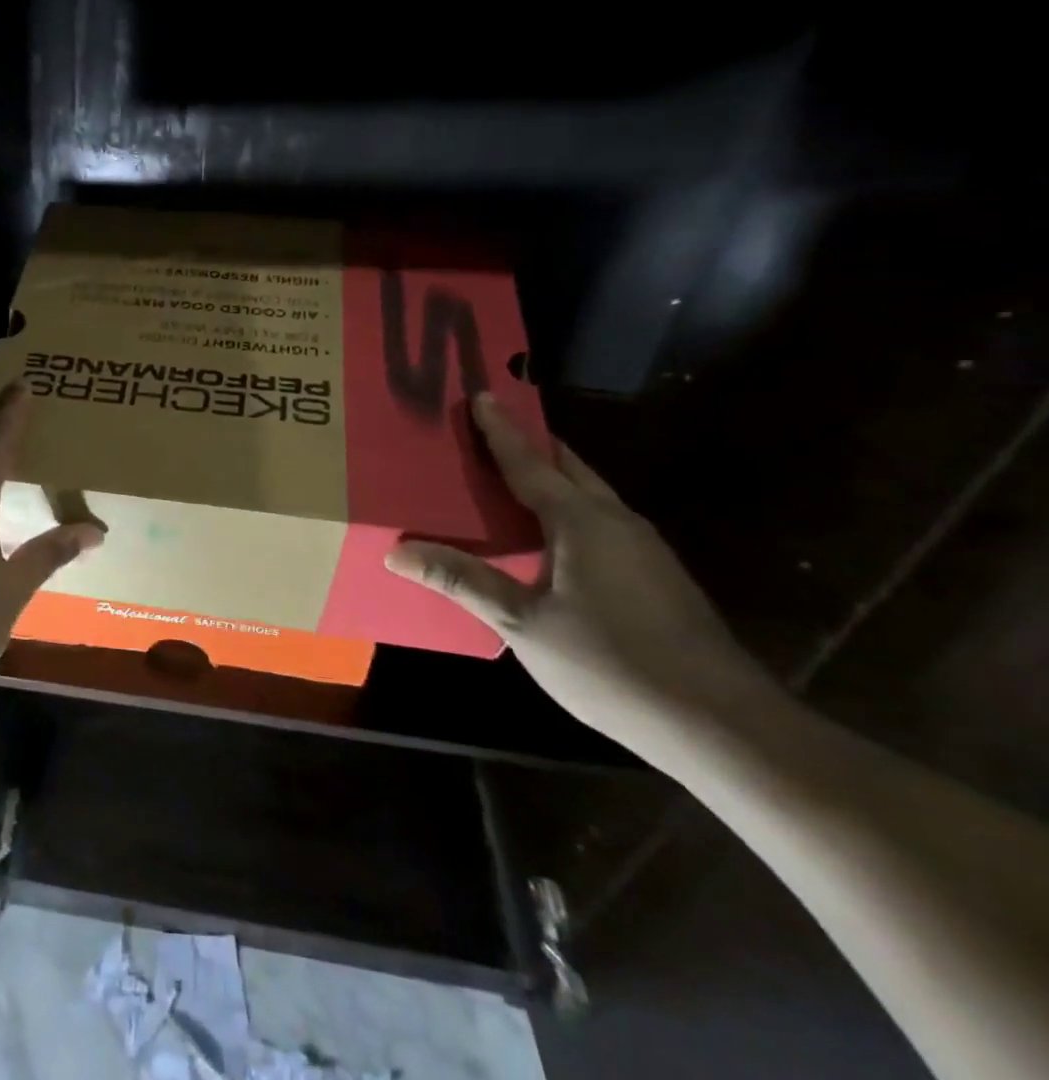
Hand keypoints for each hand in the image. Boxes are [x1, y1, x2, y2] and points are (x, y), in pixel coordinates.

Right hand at [386, 394, 774, 758]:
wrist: (723, 725)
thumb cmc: (612, 663)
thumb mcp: (523, 624)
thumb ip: (463, 580)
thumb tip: (397, 551)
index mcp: (581, 522)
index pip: (529, 463)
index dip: (500, 431)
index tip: (481, 395)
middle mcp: (616, 522)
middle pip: (568, 468)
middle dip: (531, 445)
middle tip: (490, 431)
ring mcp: (644, 549)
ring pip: (590, 495)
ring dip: (553, 478)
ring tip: (512, 478)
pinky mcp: (658, 576)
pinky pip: (602, 522)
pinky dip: (569, 510)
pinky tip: (552, 538)